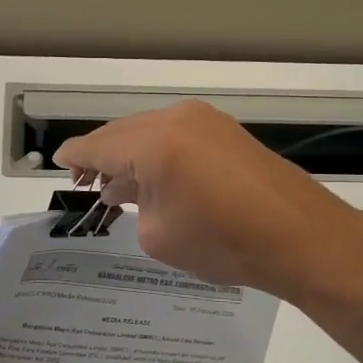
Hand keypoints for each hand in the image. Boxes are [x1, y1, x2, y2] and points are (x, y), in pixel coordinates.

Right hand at [55, 101, 362, 301]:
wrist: (301, 237)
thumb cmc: (224, 242)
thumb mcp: (158, 233)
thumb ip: (132, 202)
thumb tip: (124, 187)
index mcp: (153, 143)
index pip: (99, 145)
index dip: (76, 156)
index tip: (61, 164)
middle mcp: (176, 119)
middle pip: (123, 132)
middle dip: (102, 155)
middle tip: (87, 181)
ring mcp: (205, 120)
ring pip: (150, 131)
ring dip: (131, 154)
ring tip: (118, 184)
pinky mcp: (226, 130)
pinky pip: (176, 134)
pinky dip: (158, 152)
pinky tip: (155, 176)